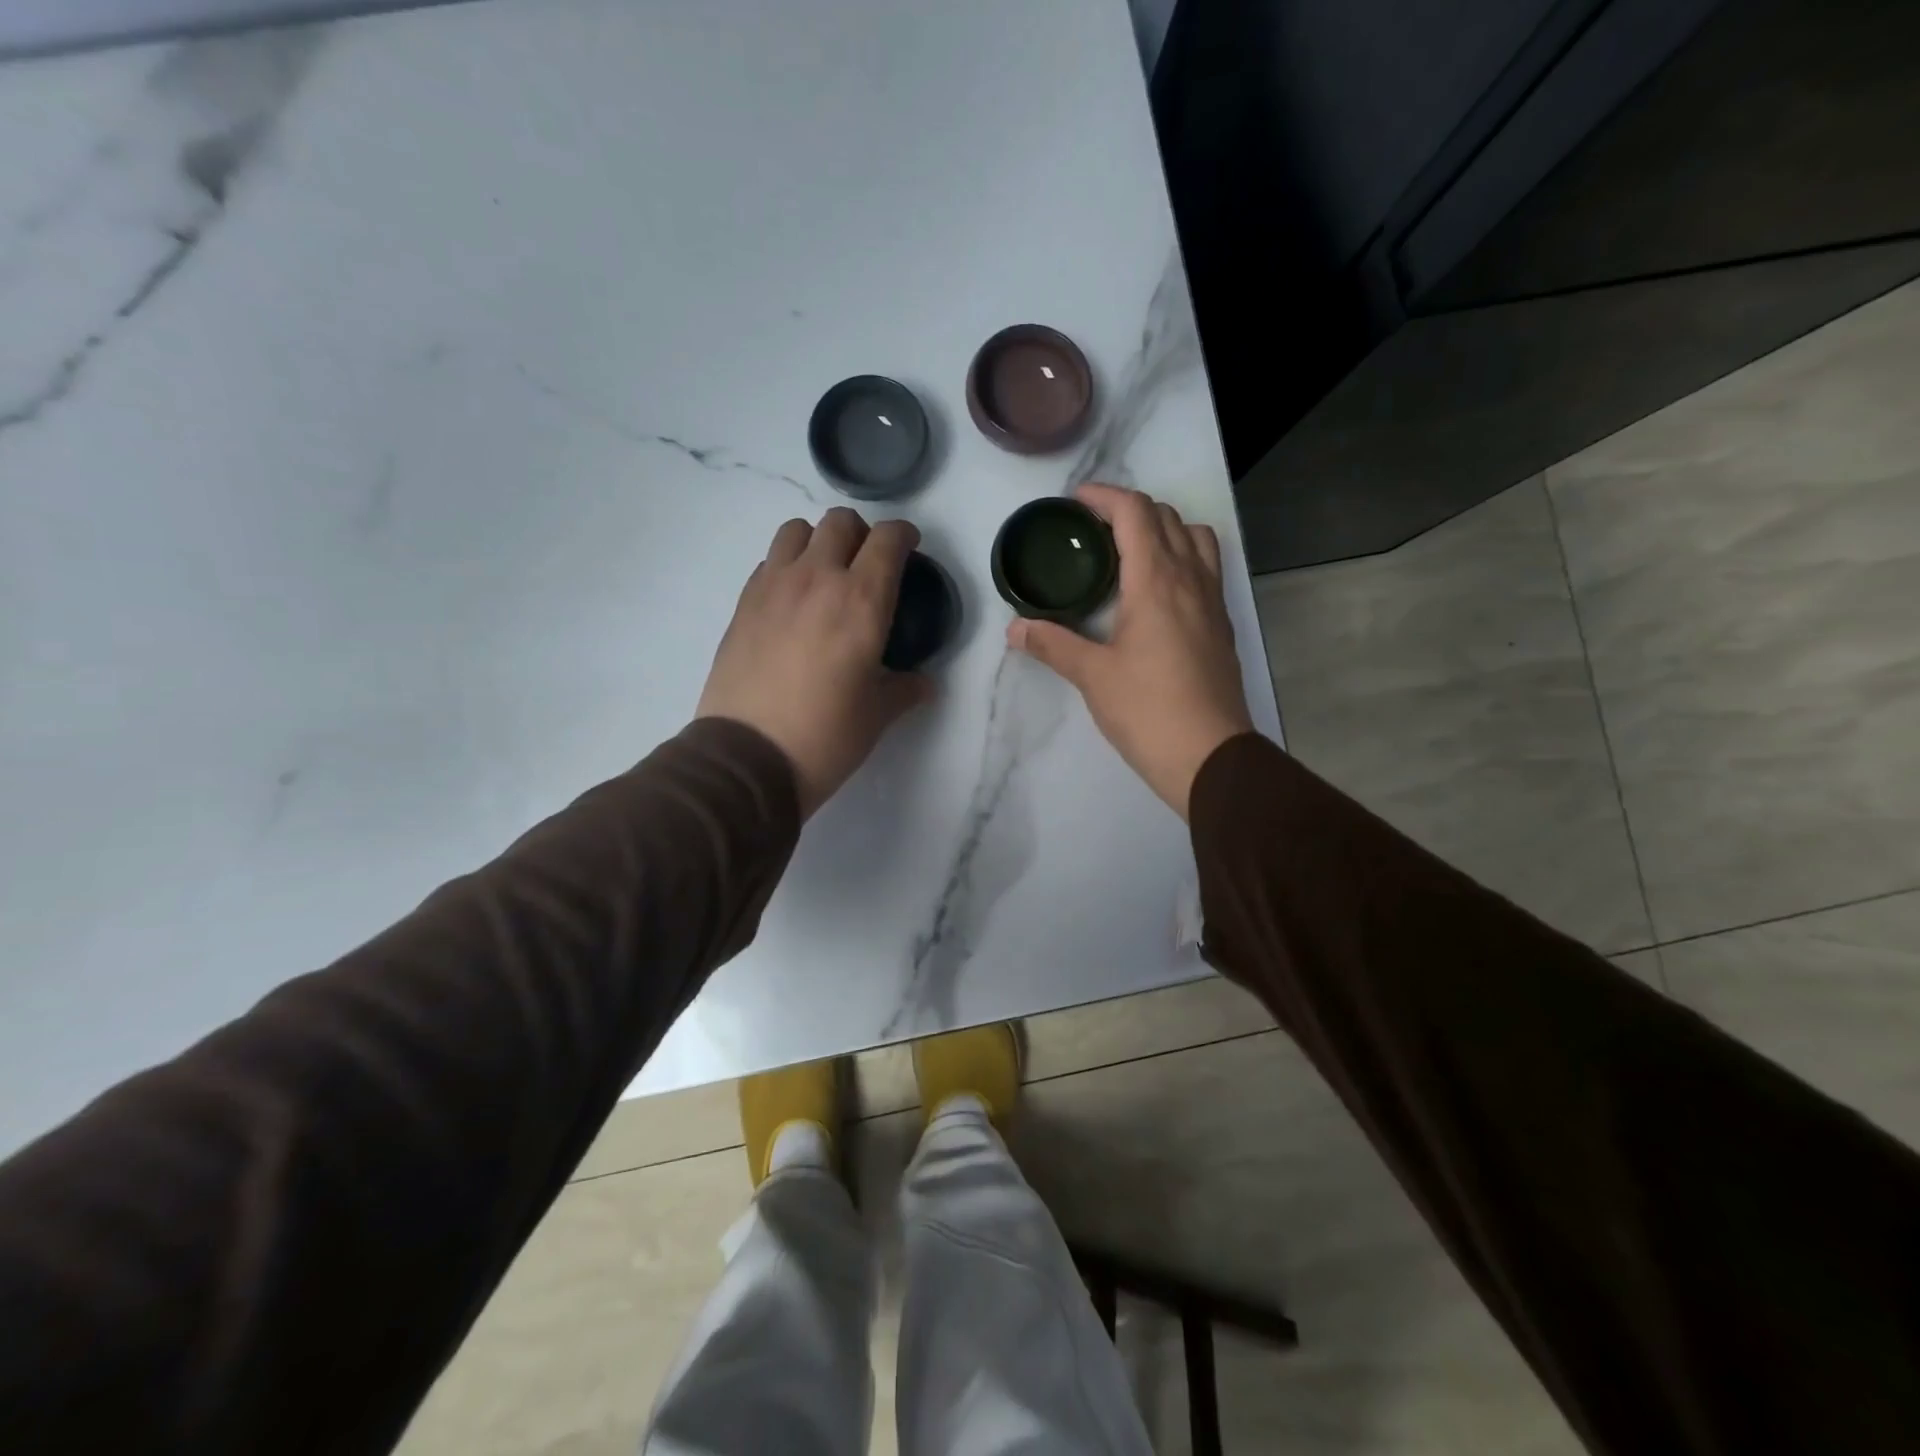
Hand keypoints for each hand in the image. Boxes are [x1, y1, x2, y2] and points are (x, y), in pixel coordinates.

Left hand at [697, 508, 932, 818]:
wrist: (747, 758)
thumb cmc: (825, 737)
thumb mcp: (877, 715)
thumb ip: (905, 689)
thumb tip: (924, 684)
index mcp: (861, 601)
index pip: (887, 539)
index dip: (904, 535)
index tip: (909, 547)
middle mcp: (817, 579)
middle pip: (840, 522)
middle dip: (861, 534)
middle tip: (867, 564)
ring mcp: (772, 587)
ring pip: (796, 530)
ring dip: (818, 541)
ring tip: (825, 573)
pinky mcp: (743, 604)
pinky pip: (768, 562)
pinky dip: (785, 567)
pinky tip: (792, 602)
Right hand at [1008, 483, 1253, 819]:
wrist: (1210, 755)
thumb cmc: (1148, 710)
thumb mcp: (1092, 676)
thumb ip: (1052, 644)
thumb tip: (1015, 630)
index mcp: (1157, 581)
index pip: (1135, 512)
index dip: (1104, 496)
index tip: (1076, 501)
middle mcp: (1191, 578)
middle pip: (1167, 517)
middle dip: (1129, 509)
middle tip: (1093, 529)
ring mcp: (1213, 601)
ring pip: (1196, 537)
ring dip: (1164, 529)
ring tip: (1131, 551)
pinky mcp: (1222, 625)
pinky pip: (1206, 568)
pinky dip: (1182, 557)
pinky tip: (1157, 591)